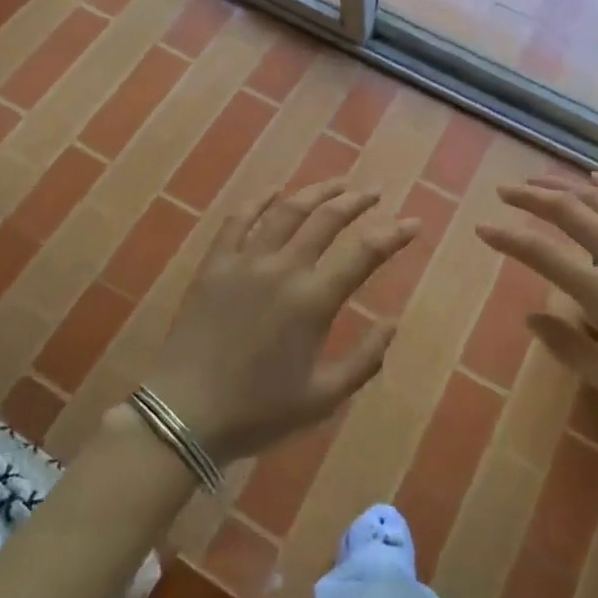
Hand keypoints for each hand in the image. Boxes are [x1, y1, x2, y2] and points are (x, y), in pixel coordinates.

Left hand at [143, 180, 418, 463]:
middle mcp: (283, 269)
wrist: (184, 414)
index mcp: (313, 301)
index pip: (364, 254)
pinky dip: (260, 199)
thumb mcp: (322, 398)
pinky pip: (239, 219)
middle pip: (326, 219)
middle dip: (356, 201)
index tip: (414, 222)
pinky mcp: (216, 263)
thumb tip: (393, 323)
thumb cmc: (257, 412)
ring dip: (316, 192)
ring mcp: (246, 261)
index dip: (393, 234)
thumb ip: (365, 360)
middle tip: (374, 192)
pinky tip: (275, 190)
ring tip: (337, 183)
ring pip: (287, 210)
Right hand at [475, 172, 597, 436]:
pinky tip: (596, 180)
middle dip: (530, 197)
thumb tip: (531, 316)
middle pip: (568, 211)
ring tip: (540, 179)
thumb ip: (570, 350)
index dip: (508, 238)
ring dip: (565, 185)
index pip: (543, 254)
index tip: (484, 229)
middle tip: (505, 191)